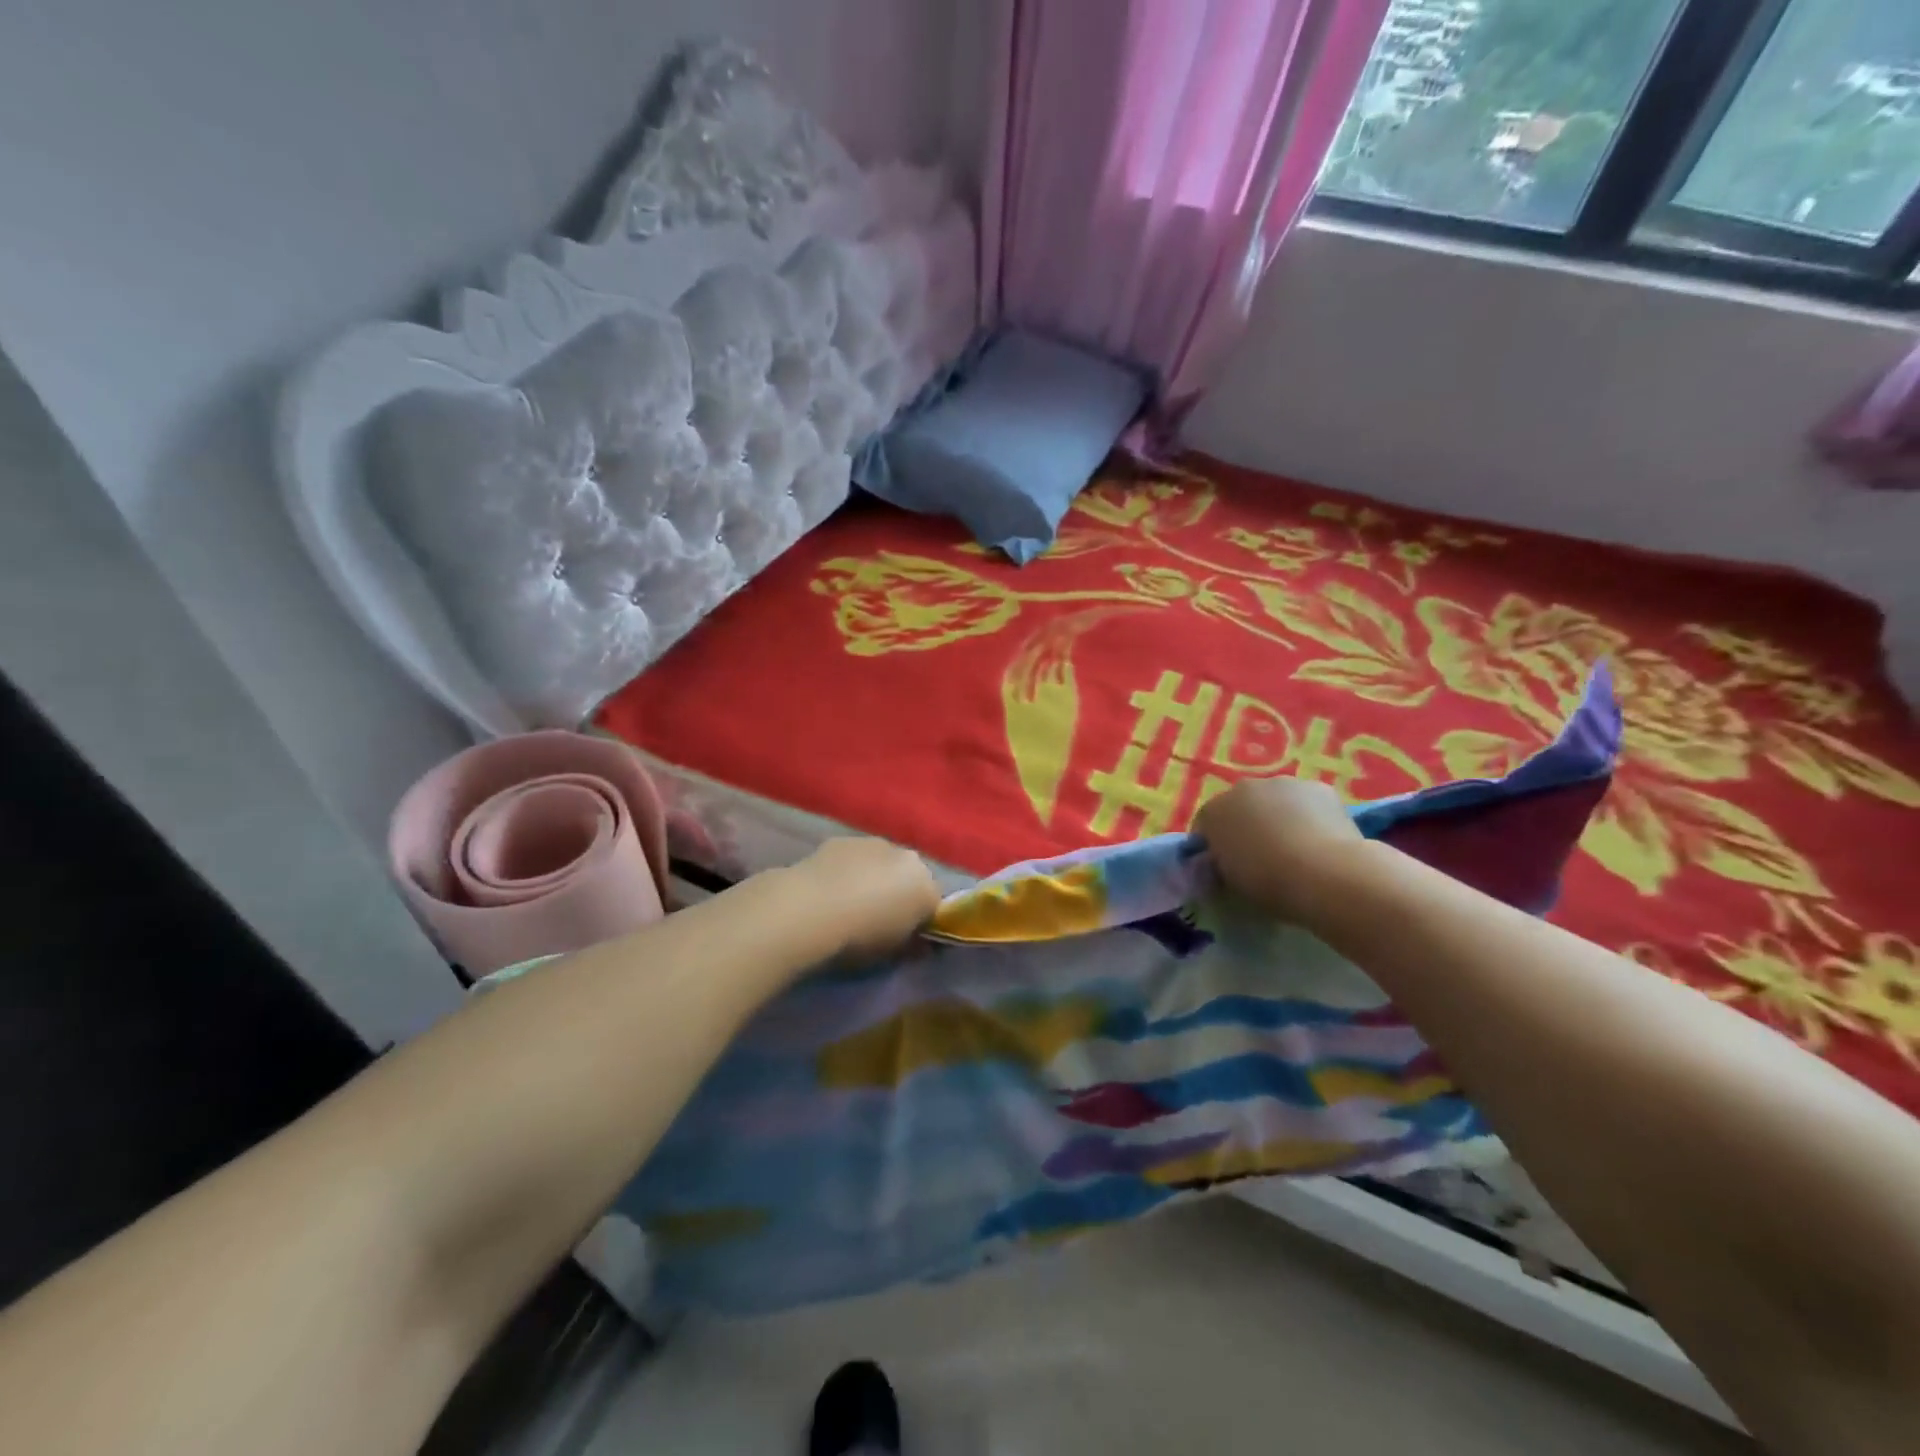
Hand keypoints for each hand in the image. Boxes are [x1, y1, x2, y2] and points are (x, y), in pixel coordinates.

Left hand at [791, 838, 941, 960]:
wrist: (809, 911)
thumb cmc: (859, 939)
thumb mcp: (892, 955)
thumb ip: (911, 945)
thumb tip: (918, 943)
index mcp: (927, 887)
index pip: (935, 905)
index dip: (921, 921)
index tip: (906, 937)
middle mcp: (907, 857)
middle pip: (910, 877)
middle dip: (899, 894)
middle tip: (878, 920)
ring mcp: (874, 843)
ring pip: (882, 863)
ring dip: (874, 878)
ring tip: (849, 904)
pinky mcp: (842, 840)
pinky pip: (854, 858)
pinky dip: (848, 870)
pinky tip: (829, 890)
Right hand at [1194, 777, 1368, 924]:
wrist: (1323, 873)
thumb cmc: (1267, 882)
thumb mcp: (1230, 880)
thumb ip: (1224, 862)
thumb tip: (1229, 859)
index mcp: (1213, 811)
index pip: (1206, 825)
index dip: (1215, 846)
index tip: (1227, 867)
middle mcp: (1243, 788)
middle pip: (1241, 806)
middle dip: (1248, 826)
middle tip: (1262, 857)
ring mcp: (1282, 783)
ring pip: (1276, 800)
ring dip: (1280, 817)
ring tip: (1296, 850)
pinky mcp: (1319, 787)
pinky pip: (1307, 802)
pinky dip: (1310, 816)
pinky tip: (1321, 840)